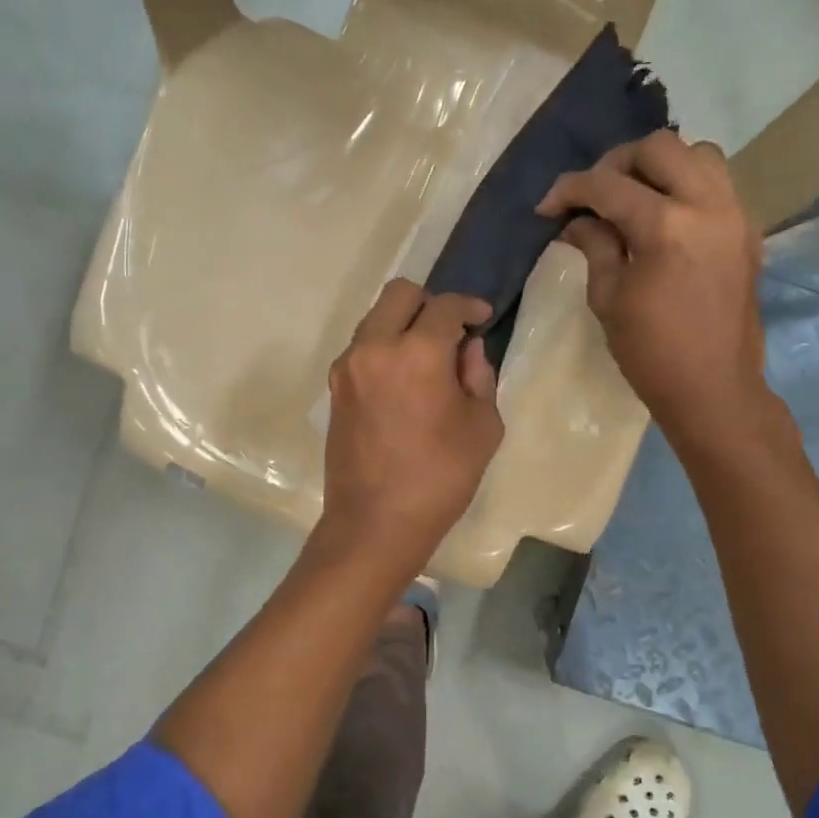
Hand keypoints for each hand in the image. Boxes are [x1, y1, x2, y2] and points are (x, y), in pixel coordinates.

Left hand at [318, 280, 504, 573]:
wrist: (375, 523)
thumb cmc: (440, 478)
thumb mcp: (482, 427)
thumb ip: (479, 376)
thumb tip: (466, 348)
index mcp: (417, 354)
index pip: (445, 306)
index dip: (469, 306)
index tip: (482, 317)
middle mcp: (375, 347)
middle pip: (400, 294)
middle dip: (429, 303)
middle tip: (450, 332)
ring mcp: (348, 367)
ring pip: (376, 318)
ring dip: (403, 324)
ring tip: (426, 358)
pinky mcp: (335, 388)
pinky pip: (363, 347)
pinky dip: (384, 347)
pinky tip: (403, 380)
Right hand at [539, 130, 767, 453]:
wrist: (713, 388)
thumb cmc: (651, 353)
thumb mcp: (608, 299)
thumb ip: (595, 246)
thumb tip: (577, 220)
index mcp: (665, 227)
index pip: (608, 185)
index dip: (569, 190)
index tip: (546, 207)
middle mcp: (707, 206)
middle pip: (659, 147)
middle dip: (617, 164)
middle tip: (594, 196)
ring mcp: (735, 215)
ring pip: (698, 154)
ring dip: (660, 166)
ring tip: (635, 198)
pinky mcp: (747, 231)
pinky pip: (718, 183)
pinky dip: (687, 185)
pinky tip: (665, 218)